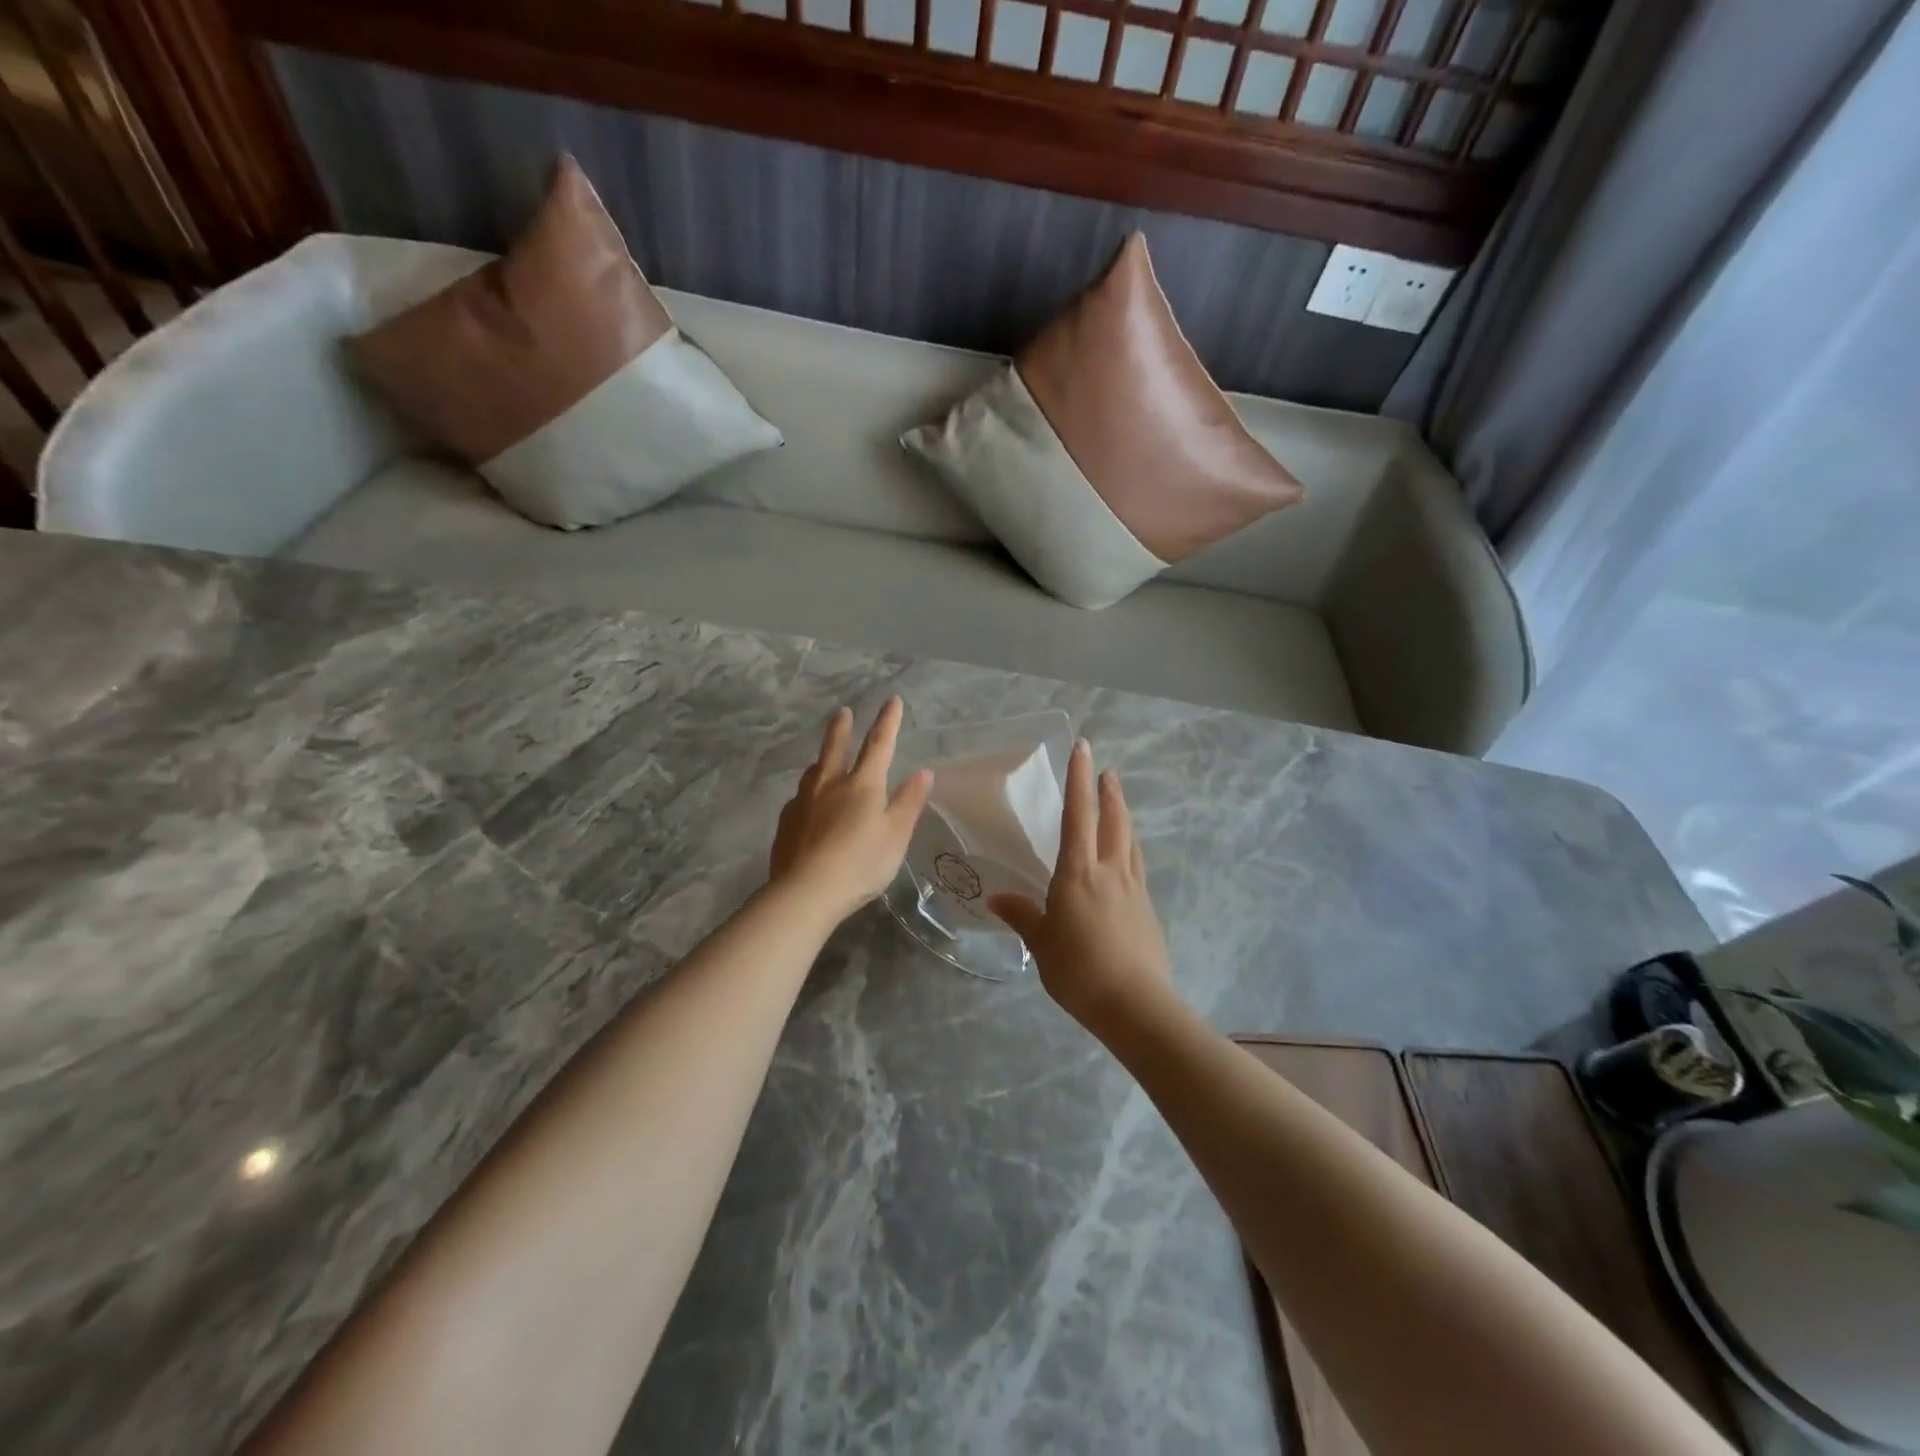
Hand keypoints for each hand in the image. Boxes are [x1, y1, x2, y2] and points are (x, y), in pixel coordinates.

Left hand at [770, 697, 932, 924]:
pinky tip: (807, 804)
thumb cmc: (861, 863)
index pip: (879, 745)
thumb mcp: (896, 835)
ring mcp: (803, 802)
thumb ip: (909, 802)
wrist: (805, 891)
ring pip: (813, 772)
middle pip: (835, 748)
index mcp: (862, 784)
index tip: (892, 701)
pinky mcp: (786, 823)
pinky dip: (808, 792)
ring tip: (822, 760)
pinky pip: (800, 798)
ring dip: (821, 760)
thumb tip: (923, 771)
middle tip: (842, 712)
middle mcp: (830, 784)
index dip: (888, 722)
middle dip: (841, 729)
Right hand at [988, 740, 1173, 1035]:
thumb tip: (996, 898)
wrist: (1136, 1005)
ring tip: (1119, 805)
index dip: (1079, 780)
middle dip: (1109, 793)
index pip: (1078, 815)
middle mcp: (1110, 871)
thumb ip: (1022, 916)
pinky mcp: (1148, 909)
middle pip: (1114, 821)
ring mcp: (1133, 889)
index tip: (1083, 749)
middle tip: (1107, 771)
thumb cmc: (1079, 970)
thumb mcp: (1041, 944)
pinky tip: (1127, 858)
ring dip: (1124, 817)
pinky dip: (1130, 850)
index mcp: (1079, 873)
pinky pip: (1137, 867)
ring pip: (1130, 841)